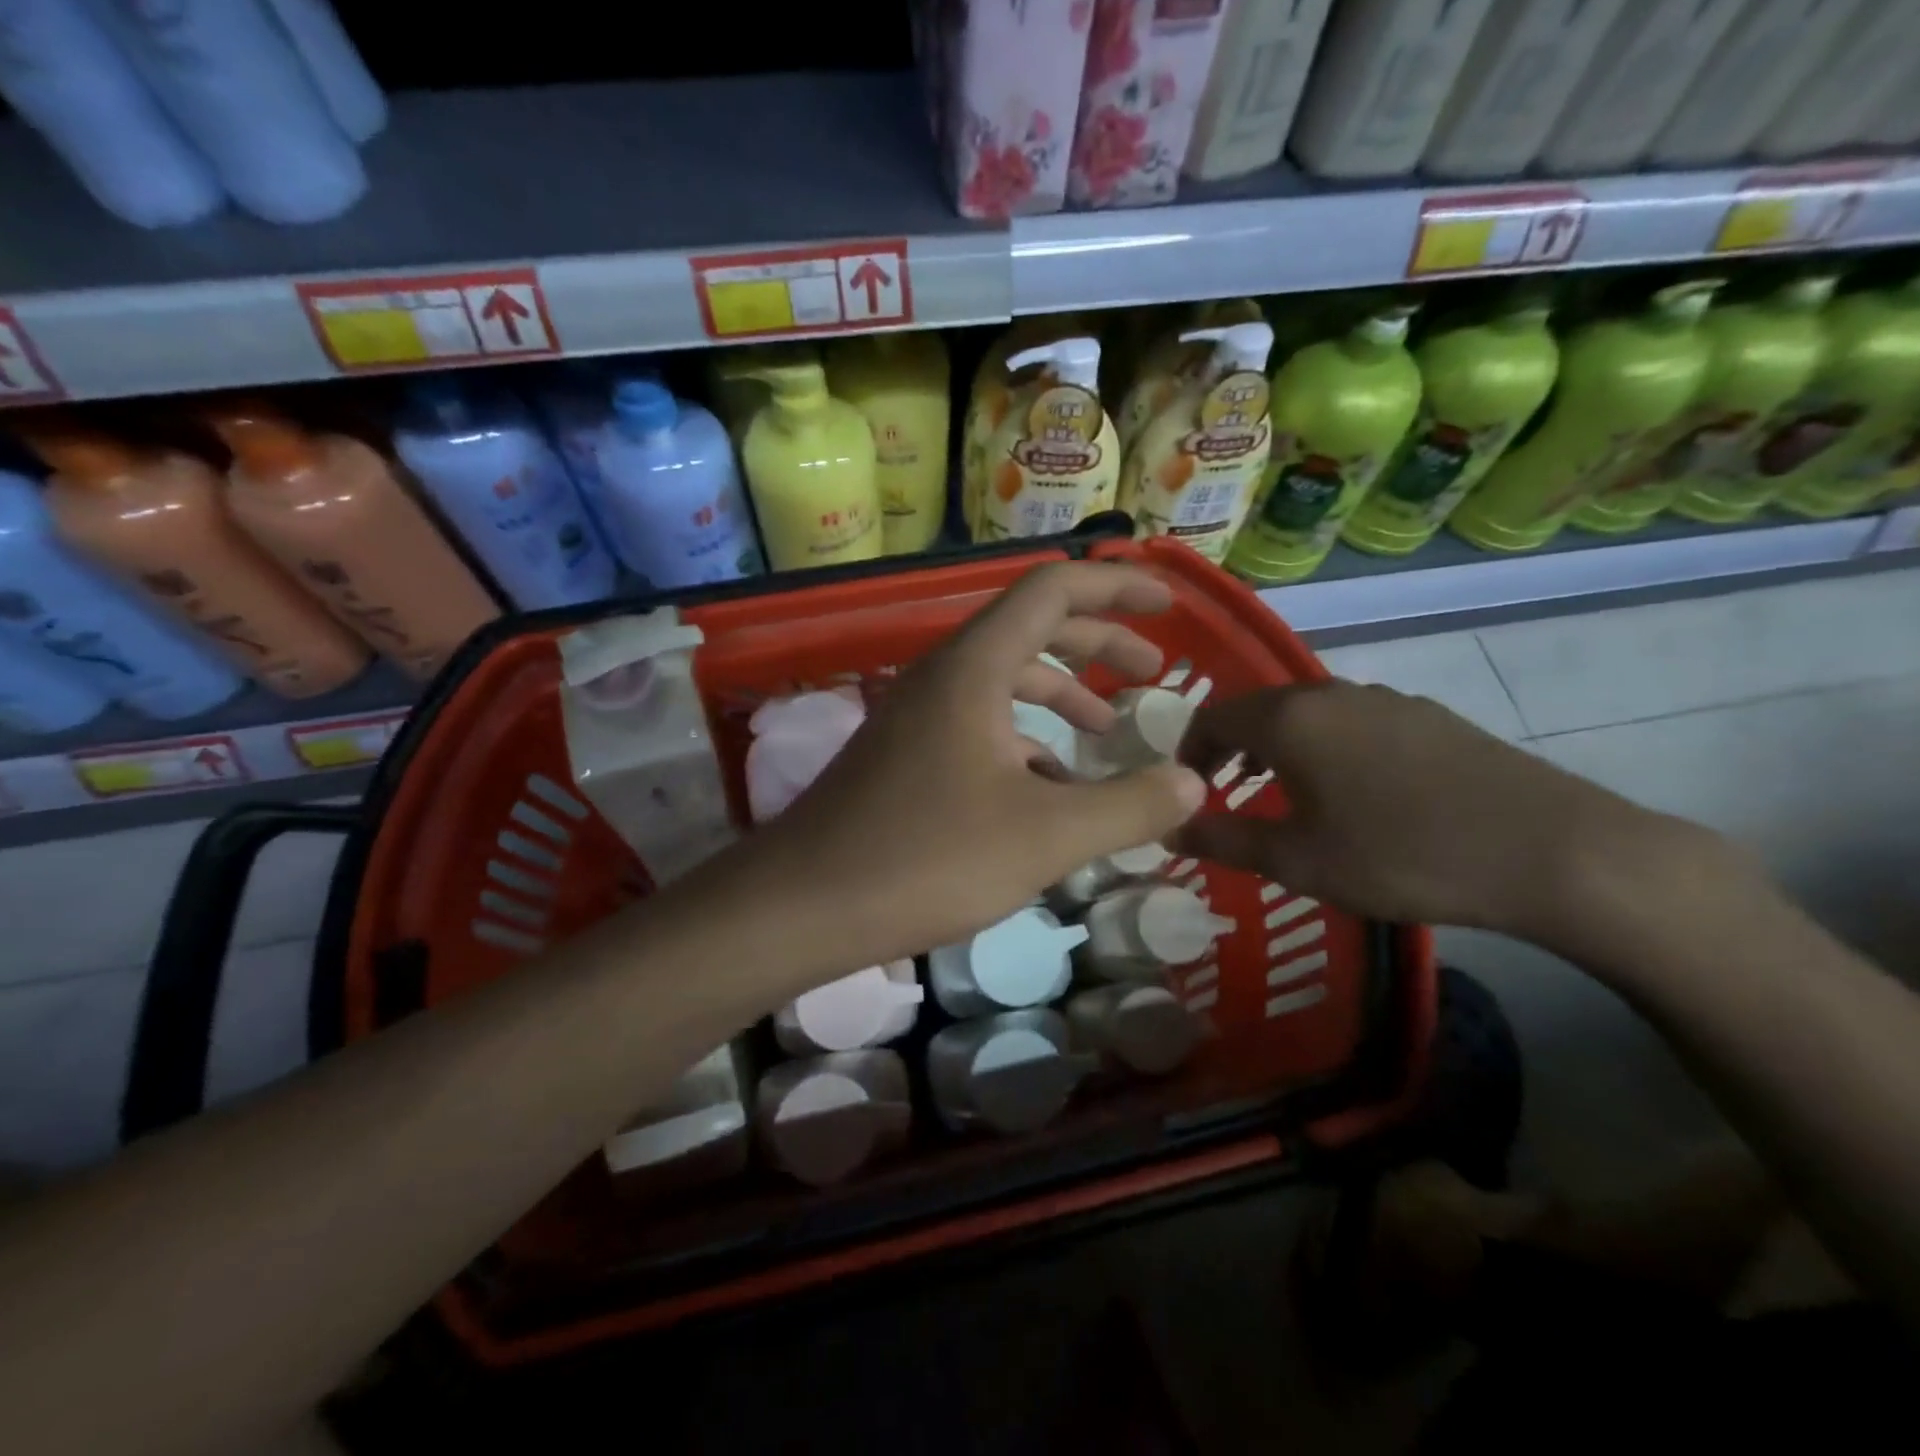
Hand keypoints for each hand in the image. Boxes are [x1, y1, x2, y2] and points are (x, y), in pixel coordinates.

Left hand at [695, 562, 1207, 984]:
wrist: (802, 905)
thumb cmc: (926, 858)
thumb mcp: (1046, 836)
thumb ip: (1129, 806)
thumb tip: (1194, 784)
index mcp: (974, 667)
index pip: (1054, 590)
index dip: (1117, 587)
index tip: (1167, 606)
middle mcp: (943, 677)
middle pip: (1031, 632)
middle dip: (1098, 645)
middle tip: (1153, 672)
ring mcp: (918, 718)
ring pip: (1003, 685)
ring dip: (1060, 698)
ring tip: (1108, 734)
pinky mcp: (905, 758)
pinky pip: (978, 729)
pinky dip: (1023, 745)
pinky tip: (1048, 792)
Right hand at [1174, 680, 1665, 939]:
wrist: (1550, 850)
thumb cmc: (1401, 853)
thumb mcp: (1298, 859)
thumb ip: (1224, 840)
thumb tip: (1169, 832)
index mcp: (1289, 718)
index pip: (1211, 717)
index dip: (1187, 752)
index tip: (1185, 791)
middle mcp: (1330, 693)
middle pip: (1258, 709)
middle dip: (1230, 749)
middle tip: (1225, 793)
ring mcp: (1385, 698)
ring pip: (1306, 714)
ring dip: (1277, 747)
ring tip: (1281, 793)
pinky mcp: (1427, 715)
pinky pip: (1350, 721)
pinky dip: (1324, 746)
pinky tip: (1350, 791)